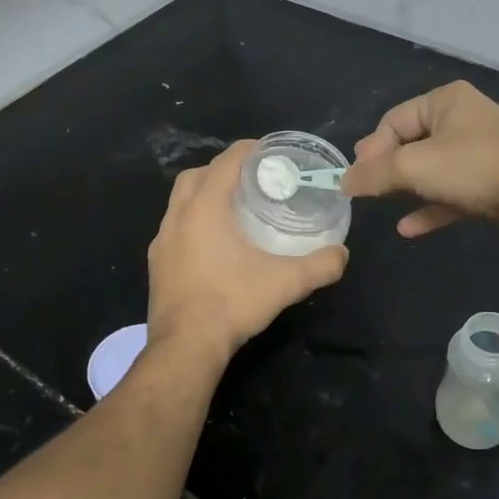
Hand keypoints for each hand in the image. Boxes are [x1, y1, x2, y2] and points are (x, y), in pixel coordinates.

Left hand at [146, 140, 348, 360]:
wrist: (185, 347)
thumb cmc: (232, 303)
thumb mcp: (285, 282)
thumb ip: (320, 265)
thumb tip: (342, 254)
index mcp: (204, 208)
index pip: (224, 163)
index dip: (247, 150)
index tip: (268, 151)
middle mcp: (177, 217)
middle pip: (196, 176)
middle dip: (221, 170)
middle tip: (250, 179)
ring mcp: (161, 242)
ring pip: (179, 202)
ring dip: (203, 195)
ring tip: (232, 209)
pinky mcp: (156, 264)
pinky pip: (174, 228)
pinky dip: (192, 222)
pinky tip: (213, 244)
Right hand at [343, 81, 498, 242]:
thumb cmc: (472, 167)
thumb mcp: (413, 167)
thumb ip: (374, 174)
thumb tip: (343, 182)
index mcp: (446, 101)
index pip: (394, 120)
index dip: (371, 148)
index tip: (355, 176)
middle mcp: (463, 120)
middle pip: (412, 143)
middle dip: (387, 168)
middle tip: (365, 189)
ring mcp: (479, 152)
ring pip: (432, 169)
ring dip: (406, 188)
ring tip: (382, 205)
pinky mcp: (490, 183)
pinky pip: (450, 193)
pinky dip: (430, 207)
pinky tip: (408, 228)